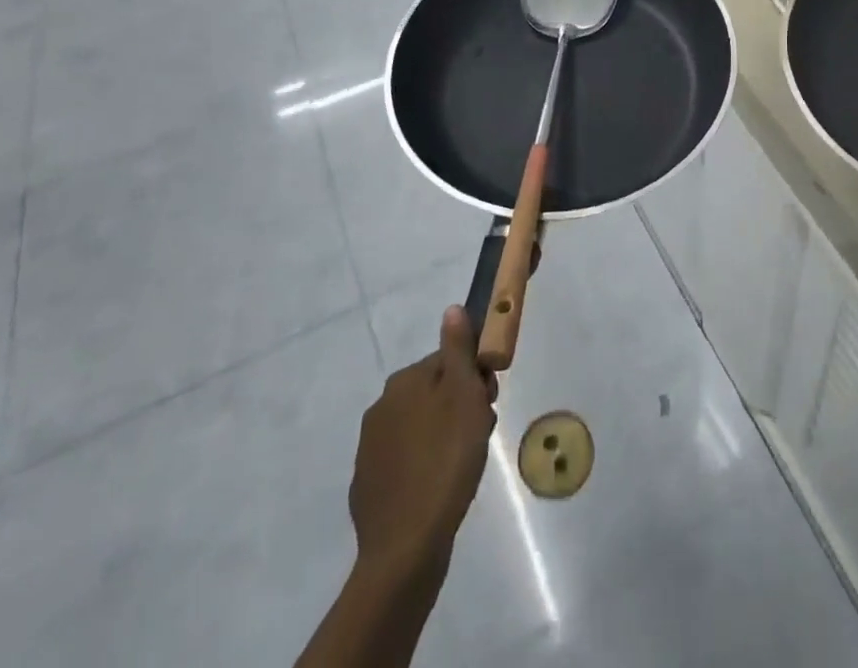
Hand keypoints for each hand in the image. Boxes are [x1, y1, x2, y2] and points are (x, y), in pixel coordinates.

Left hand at [349, 306, 497, 584]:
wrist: (405, 548)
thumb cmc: (445, 460)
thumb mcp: (463, 396)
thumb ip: (458, 350)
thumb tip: (452, 309)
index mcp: (404, 381)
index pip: (448, 362)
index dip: (474, 379)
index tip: (489, 403)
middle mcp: (381, 405)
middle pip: (434, 392)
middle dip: (459, 407)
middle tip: (479, 436)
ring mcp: (370, 447)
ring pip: (420, 426)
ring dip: (443, 436)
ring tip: (462, 467)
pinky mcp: (368, 484)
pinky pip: (405, 461)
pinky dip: (423, 467)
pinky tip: (437, 490)